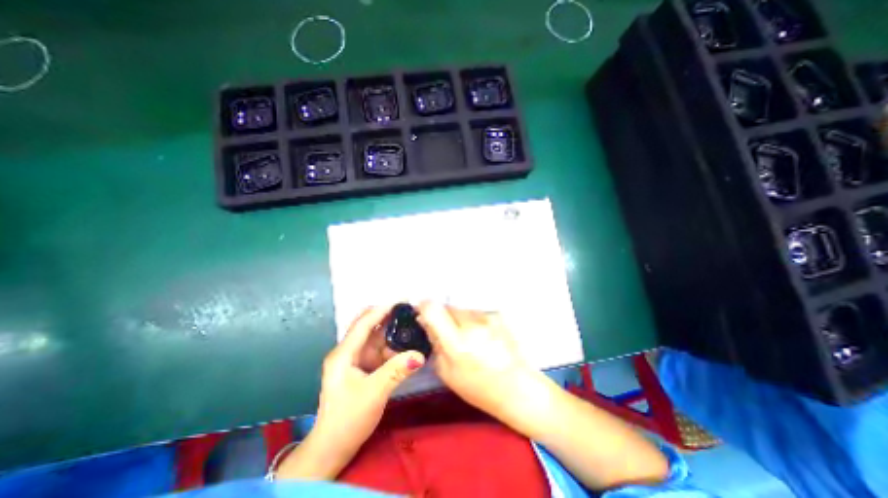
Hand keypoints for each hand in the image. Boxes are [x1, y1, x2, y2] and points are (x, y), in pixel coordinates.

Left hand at [313, 303, 423, 454]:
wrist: (333, 448)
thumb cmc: (348, 419)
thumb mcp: (374, 393)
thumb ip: (396, 371)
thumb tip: (420, 354)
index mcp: (344, 354)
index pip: (363, 324)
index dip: (381, 309)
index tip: (401, 299)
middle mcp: (349, 352)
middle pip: (369, 326)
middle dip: (387, 317)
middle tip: (409, 311)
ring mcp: (356, 360)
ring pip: (376, 338)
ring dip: (392, 332)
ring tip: (412, 324)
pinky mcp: (363, 368)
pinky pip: (380, 351)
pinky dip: (392, 347)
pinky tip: (406, 345)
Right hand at [417, 304, 549, 422]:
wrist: (517, 387)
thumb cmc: (478, 387)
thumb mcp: (447, 372)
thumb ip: (435, 342)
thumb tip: (425, 321)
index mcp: (457, 343)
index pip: (433, 309)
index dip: (424, 307)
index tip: (421, 311)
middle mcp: (472, 324)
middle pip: (447, 306)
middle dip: (442, 315)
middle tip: (447, 332)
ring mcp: (487, 317)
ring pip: (462, 309)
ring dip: (459, 318)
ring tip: (468, 337)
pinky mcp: (498, 315)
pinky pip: (476, 312)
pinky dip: (473, 320)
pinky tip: (482, 336)